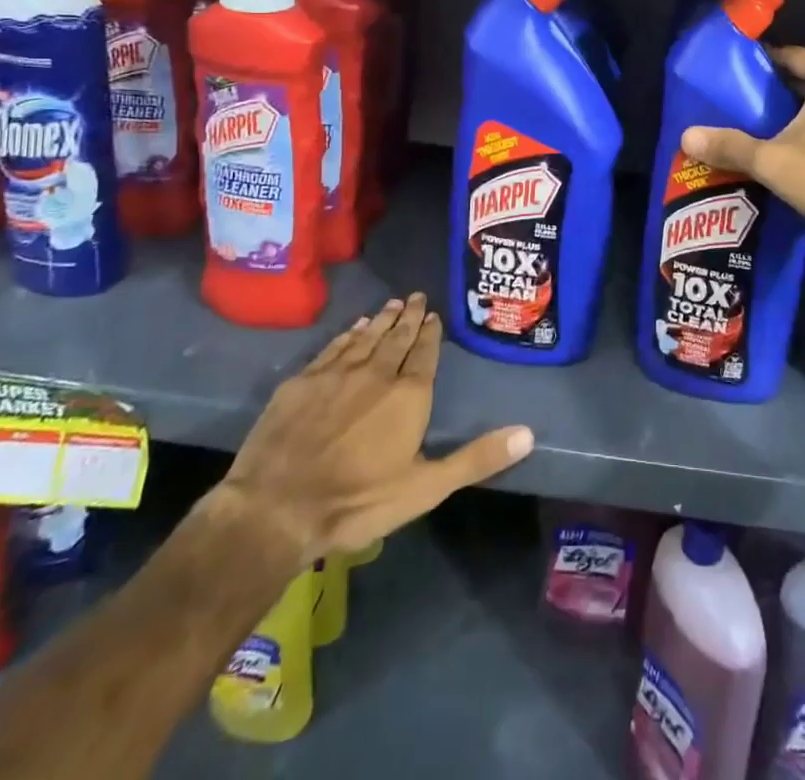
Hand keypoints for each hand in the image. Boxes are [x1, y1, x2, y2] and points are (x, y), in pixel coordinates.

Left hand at [214, 293, 532, 566]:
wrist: (276, 508)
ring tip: (393, 304)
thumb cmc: (358, 501)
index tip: (434, 315)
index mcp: (409, 395)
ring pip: (367, 337)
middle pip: (398, 337)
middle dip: (410, 316)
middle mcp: (377, 372)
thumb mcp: (426, 488)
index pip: (426, 354)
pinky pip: (334, 347)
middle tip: (417, 296)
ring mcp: (336, 373)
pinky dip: (349, 334)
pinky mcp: (303, 381)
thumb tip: (529, 432)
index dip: (431, 333)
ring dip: (382, 319)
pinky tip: (355, 327)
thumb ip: (477, 458)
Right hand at [681, 46, 804, 271]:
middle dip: (777, 92)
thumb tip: (686, 136)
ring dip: (799, 115)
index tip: (733, 75)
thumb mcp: (772, 161)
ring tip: (762, 128)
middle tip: (741, 105)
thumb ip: (730, 146)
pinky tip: (795, 152)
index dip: (761, 65)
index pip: (791, 56)